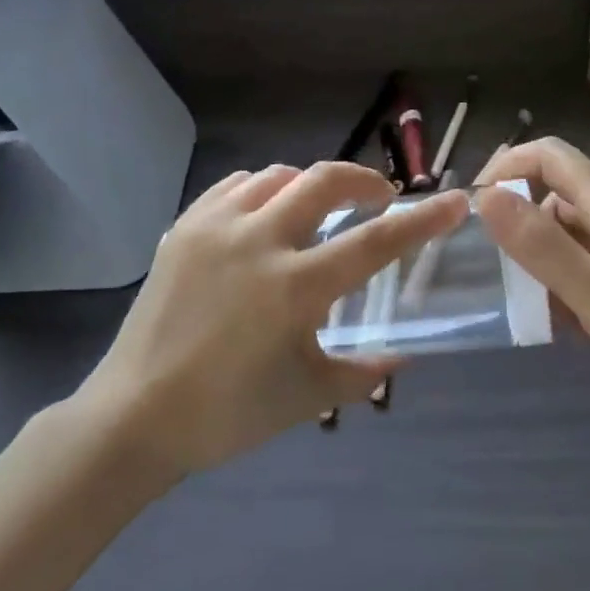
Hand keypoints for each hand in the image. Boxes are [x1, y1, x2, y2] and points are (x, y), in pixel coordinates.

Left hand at [77, 162, 468, 475]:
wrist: (134, 414)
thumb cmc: (227, 413)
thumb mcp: (306, 398)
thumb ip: (362, 373)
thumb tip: (400, 355)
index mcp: (295, 287)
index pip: (376, 241)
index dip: (423, 219)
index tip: (455, 200)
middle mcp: (259, 242)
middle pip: (325, 181)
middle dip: (363, 180)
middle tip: (378, 198)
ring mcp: (217, 228)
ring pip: (278, 176)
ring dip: (310, 185)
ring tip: (318, 209)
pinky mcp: (185, 227)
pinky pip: (235, 186)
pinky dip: (263, 189)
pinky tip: (265, 213)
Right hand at [474, 138, 589, 424]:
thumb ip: (539, 245)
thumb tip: (485, 196)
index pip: (549, 155)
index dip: (506, 166)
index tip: (476, 209)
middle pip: (558, 195)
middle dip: (522, 226)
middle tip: (503, 276)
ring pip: (575, 233)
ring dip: (547, 261)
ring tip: (539, 310)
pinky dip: (574, 281)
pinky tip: (575, 324)